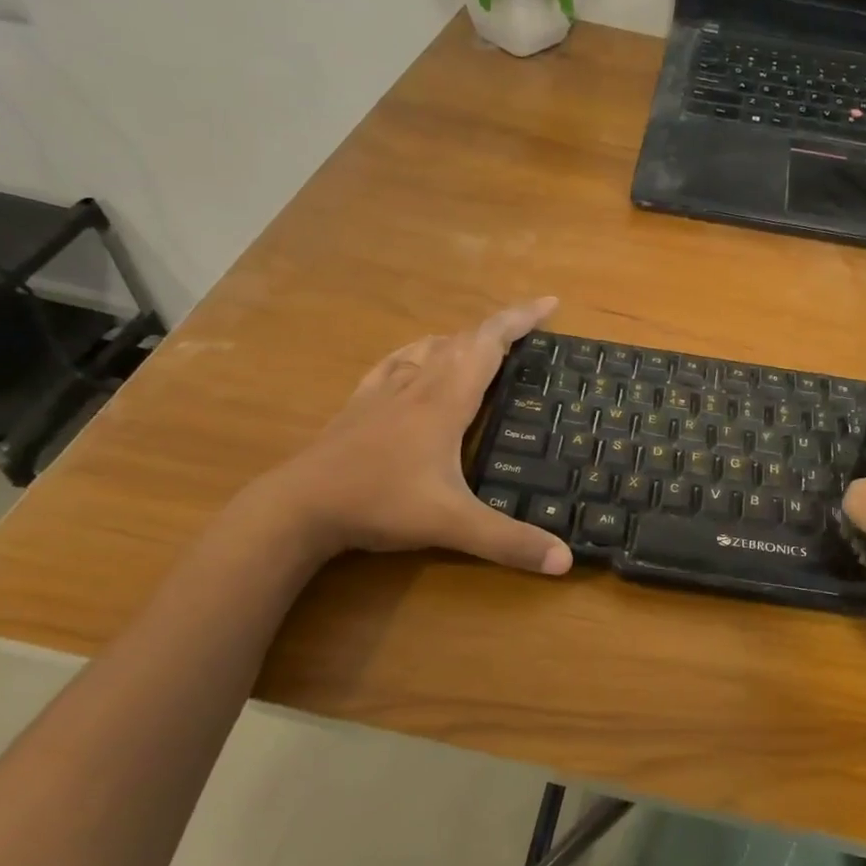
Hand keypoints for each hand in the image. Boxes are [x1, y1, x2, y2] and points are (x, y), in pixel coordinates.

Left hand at [256, 297, 574, 575]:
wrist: (299, 507)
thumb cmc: (380, 504)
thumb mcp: (452, 525)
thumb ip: (510, 542)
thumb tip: (566, 562)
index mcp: (445, 401)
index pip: (489, 344)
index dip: (521, 319)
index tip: (550, 303)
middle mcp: (418, 385)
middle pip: (463, 339)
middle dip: (500, 328)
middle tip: (529, 331)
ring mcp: (384, 392)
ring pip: (430, 348)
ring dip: (462, 339)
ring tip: (482, 348)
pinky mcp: (360, 405)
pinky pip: (396, 363)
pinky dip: (418, 353)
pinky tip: (415, 360)